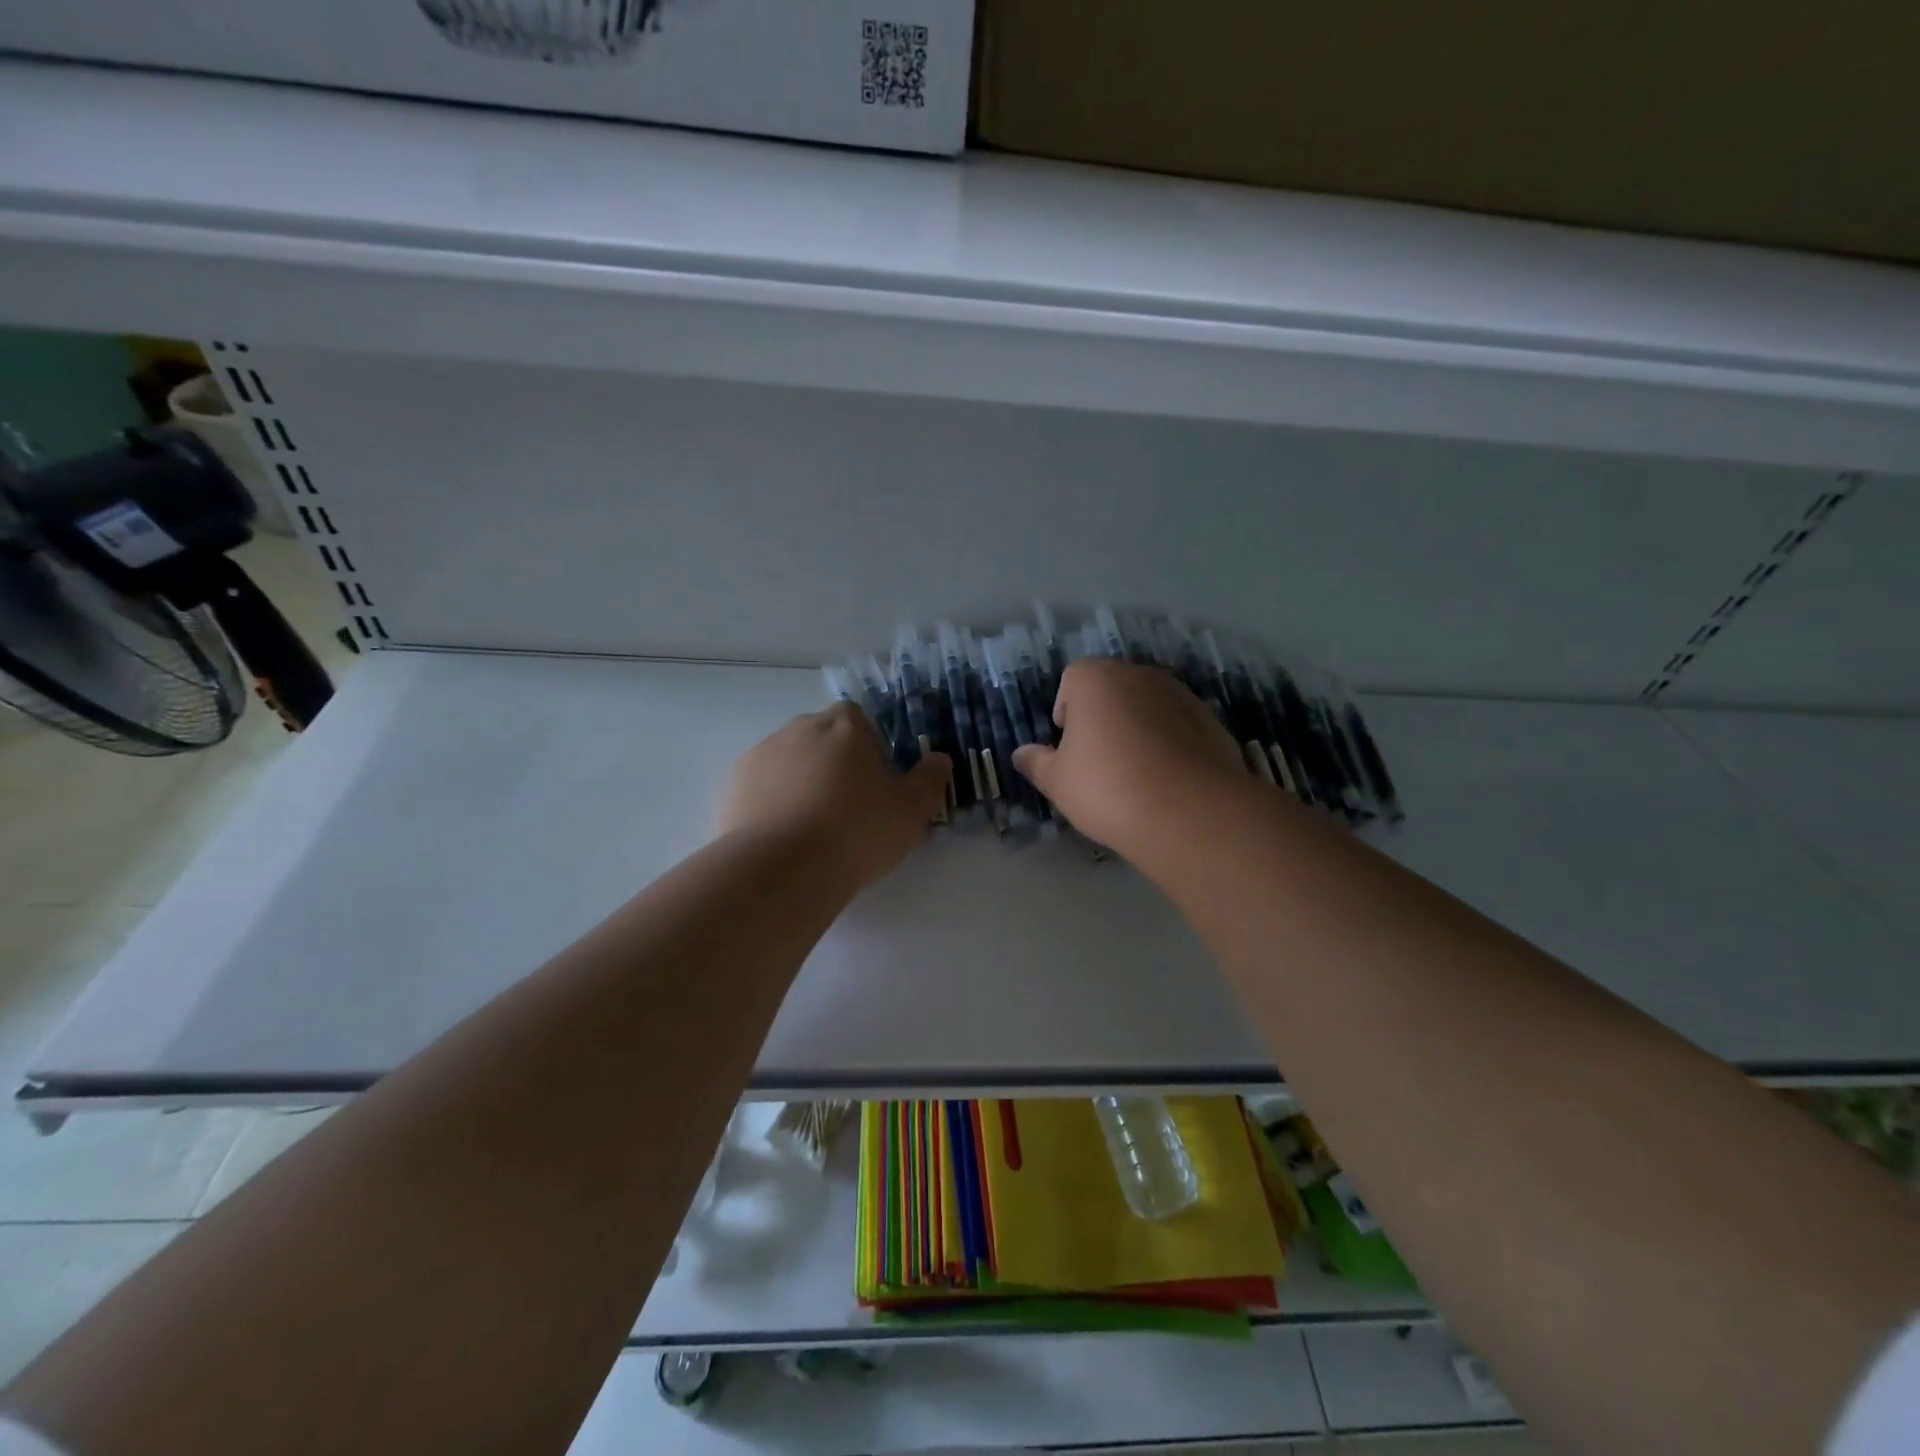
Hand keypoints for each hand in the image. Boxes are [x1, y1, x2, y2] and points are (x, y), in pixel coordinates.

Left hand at [719, 703, 950, 892]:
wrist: (783, 869)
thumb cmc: (857, 832)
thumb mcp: (912, 811)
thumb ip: (930, 780)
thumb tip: (939, 759)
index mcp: (844, 725)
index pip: (860, 720)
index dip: (870, 748)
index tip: (875, 784)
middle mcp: (799, 728)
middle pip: (822, 738)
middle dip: (834, 764)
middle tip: (847, 809)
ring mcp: (761, 754)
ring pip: (789, 761)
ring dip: (801, 782)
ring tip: (812, 828)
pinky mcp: (733, 785)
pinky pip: (761, 786)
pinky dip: (771, 802)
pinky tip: (782, 837)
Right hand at [1012, 659, 1246, 858]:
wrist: (1190, 813)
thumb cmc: (1108, 788)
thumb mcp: (1058, 782)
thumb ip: (1036, 763)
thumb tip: (1020, 754)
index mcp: (1097, 679)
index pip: (1073, 679)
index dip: (1066, 711)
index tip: (1069, 747)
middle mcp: (1140, 675)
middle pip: (1112, 688)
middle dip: (1103, 717)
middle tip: (1099, 761)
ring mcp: (1181, 695)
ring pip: (1148, 706)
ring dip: (1138, 729)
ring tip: (1136, 774)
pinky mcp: (1211, 721)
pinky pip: (1178, 727)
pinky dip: (1170, 744)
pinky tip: (1167, 781)